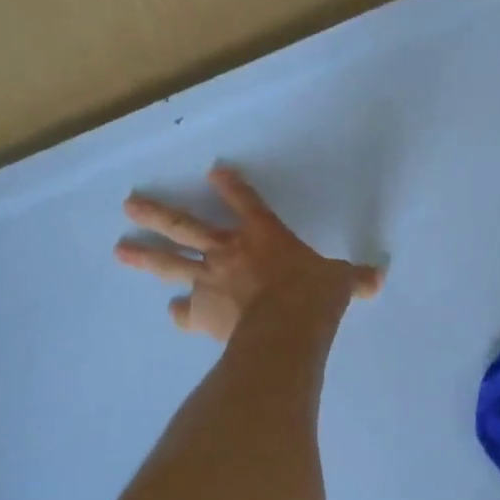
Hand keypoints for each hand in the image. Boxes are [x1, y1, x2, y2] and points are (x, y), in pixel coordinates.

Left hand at [115, 165, 382, 341]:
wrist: (286, 328)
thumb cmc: (314, 296)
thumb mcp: (341, 283)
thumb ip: (354, 279)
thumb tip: (378, 279)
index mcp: (264, 235)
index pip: (246, 202)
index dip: (231, 186)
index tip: (215, 171)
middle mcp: (229, 251)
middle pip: (185, 226)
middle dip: (157, 213)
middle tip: (129, 205)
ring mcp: (210, 280)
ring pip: (171, 262)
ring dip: (145, 255)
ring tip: (121, 249)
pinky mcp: (202, 311)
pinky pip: (186, 311)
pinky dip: (181, 313)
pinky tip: (174, 314)